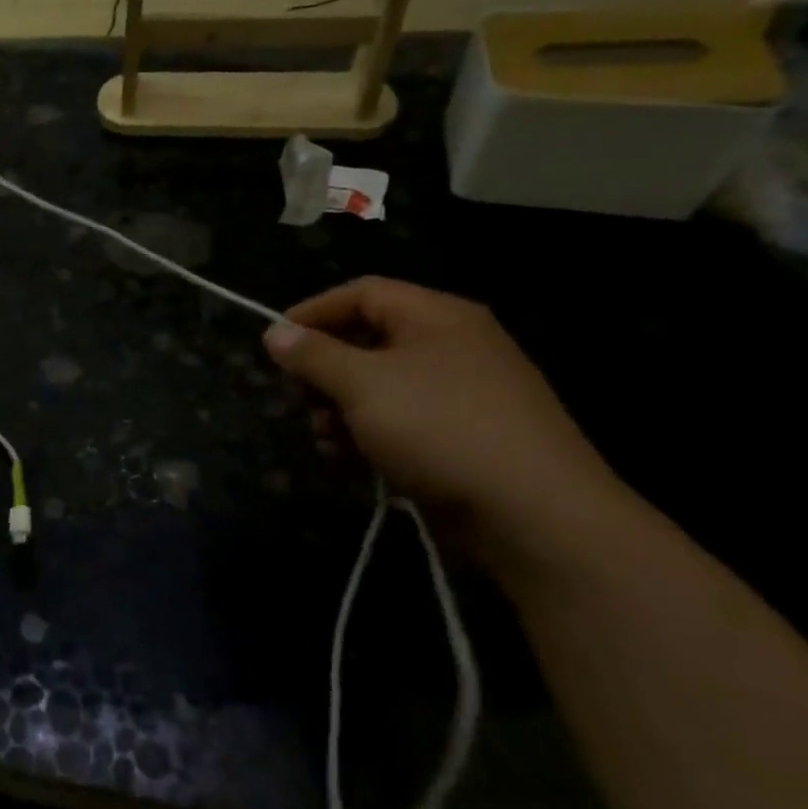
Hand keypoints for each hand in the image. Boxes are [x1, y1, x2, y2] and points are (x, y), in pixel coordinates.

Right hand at [263, 277, 618, 539]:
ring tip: (323, 436)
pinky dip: (368, 432)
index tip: (274, 344)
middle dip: (324, 369)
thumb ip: (313, 354)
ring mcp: (462, 393)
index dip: (312, 312)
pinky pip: (402, 419)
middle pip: (368, 339)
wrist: (533, 514)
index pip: (362, 293)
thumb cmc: (439, 429)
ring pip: (380, 385)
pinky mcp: (463, 436)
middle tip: (298, 396)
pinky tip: (348, 457)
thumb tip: (275, 333)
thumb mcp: (361, 384)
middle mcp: (453, 346)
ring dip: (339, 407)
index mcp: (437, 317)